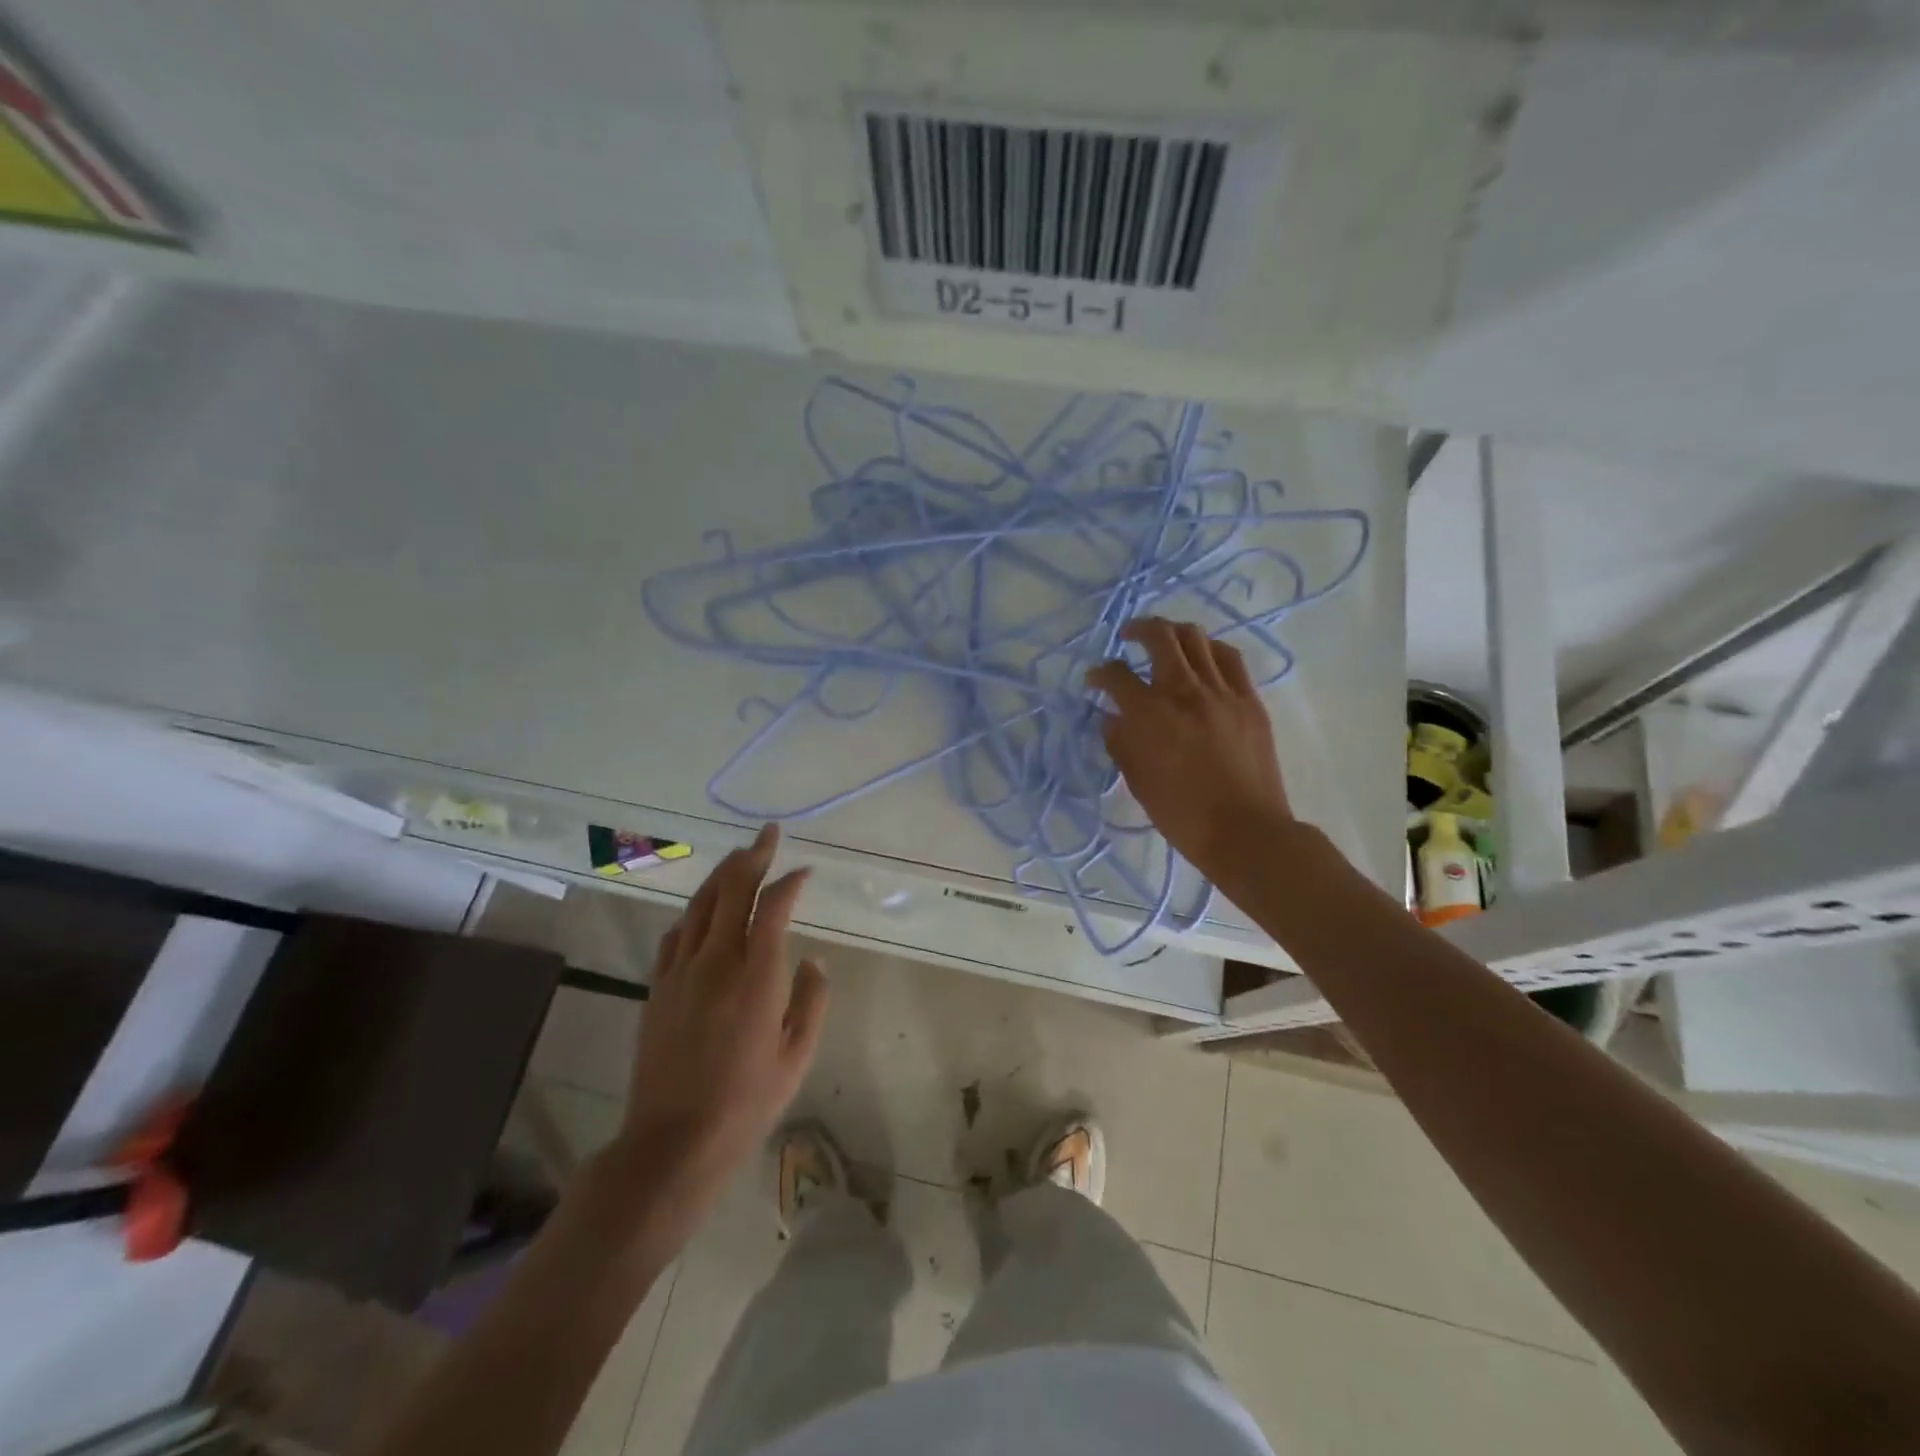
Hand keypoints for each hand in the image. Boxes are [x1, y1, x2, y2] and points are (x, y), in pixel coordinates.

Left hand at [601, 825, 827, 1244]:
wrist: (674, 1141)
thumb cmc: (747, 1102)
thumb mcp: (798, 1055)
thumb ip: (812, 999)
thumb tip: (812, 959)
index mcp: (757, 976)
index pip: (774, 908)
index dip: (789, 882)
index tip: (803, 871)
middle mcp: (716, 961)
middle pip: (732, 891)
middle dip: (753, 856)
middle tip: (767, 834)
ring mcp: (680, 972)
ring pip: (700, 905)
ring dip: (721, 875)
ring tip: (738, 857)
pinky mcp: (657, 987)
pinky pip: (676, 934)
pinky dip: (695, 912)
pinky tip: (704, 911)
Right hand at [1087, 617, 1293, 886]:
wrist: (1245, 831)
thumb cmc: (1182, 815)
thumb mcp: (1138, 781)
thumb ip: (1120, 743)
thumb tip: (1111, 718)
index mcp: (1150, 714)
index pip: (1116, 676)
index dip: (1100, 673)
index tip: (1095, 680)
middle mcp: (1184, 691)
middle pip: (1160, 637)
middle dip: (1138, 629)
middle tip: (1127, 636)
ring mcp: (1221, 692)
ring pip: (1196, 639)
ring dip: (1174, 633)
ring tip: (1165, 640)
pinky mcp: (1249, 700)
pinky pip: (1229, 658)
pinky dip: (1209, 649)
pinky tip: (1202, 656)